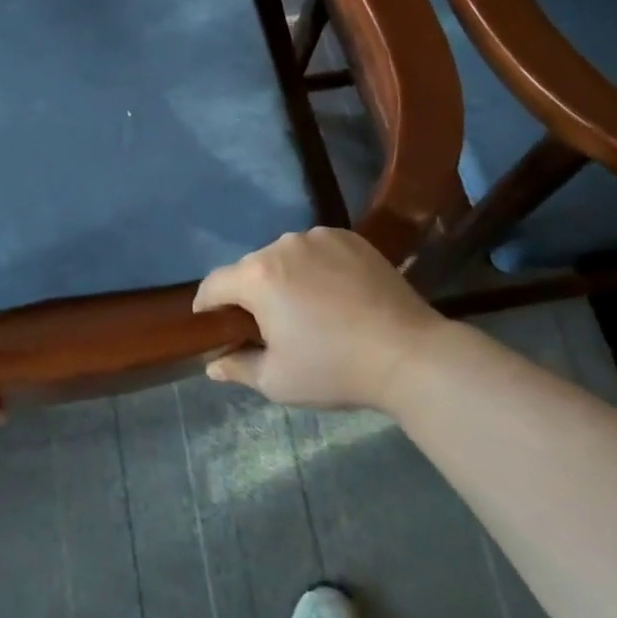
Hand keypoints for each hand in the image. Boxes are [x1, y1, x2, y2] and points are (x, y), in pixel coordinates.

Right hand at [194, 228, 461, 409]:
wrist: (409, 353)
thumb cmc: (335, 369)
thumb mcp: (278, 381)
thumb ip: (238, 367)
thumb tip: (212, 365)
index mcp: (258, 277)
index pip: (214, 284)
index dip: (207, 305)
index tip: (212, 324)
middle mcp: (282, 245)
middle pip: (250, 268)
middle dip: (249, 293)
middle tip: (266, 325)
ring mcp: (319, 236)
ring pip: (284, 256)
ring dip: (283, 277)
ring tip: (304, 308)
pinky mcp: (349, 237)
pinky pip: (316, 249)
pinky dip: (314, 266)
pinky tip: (333, 293)